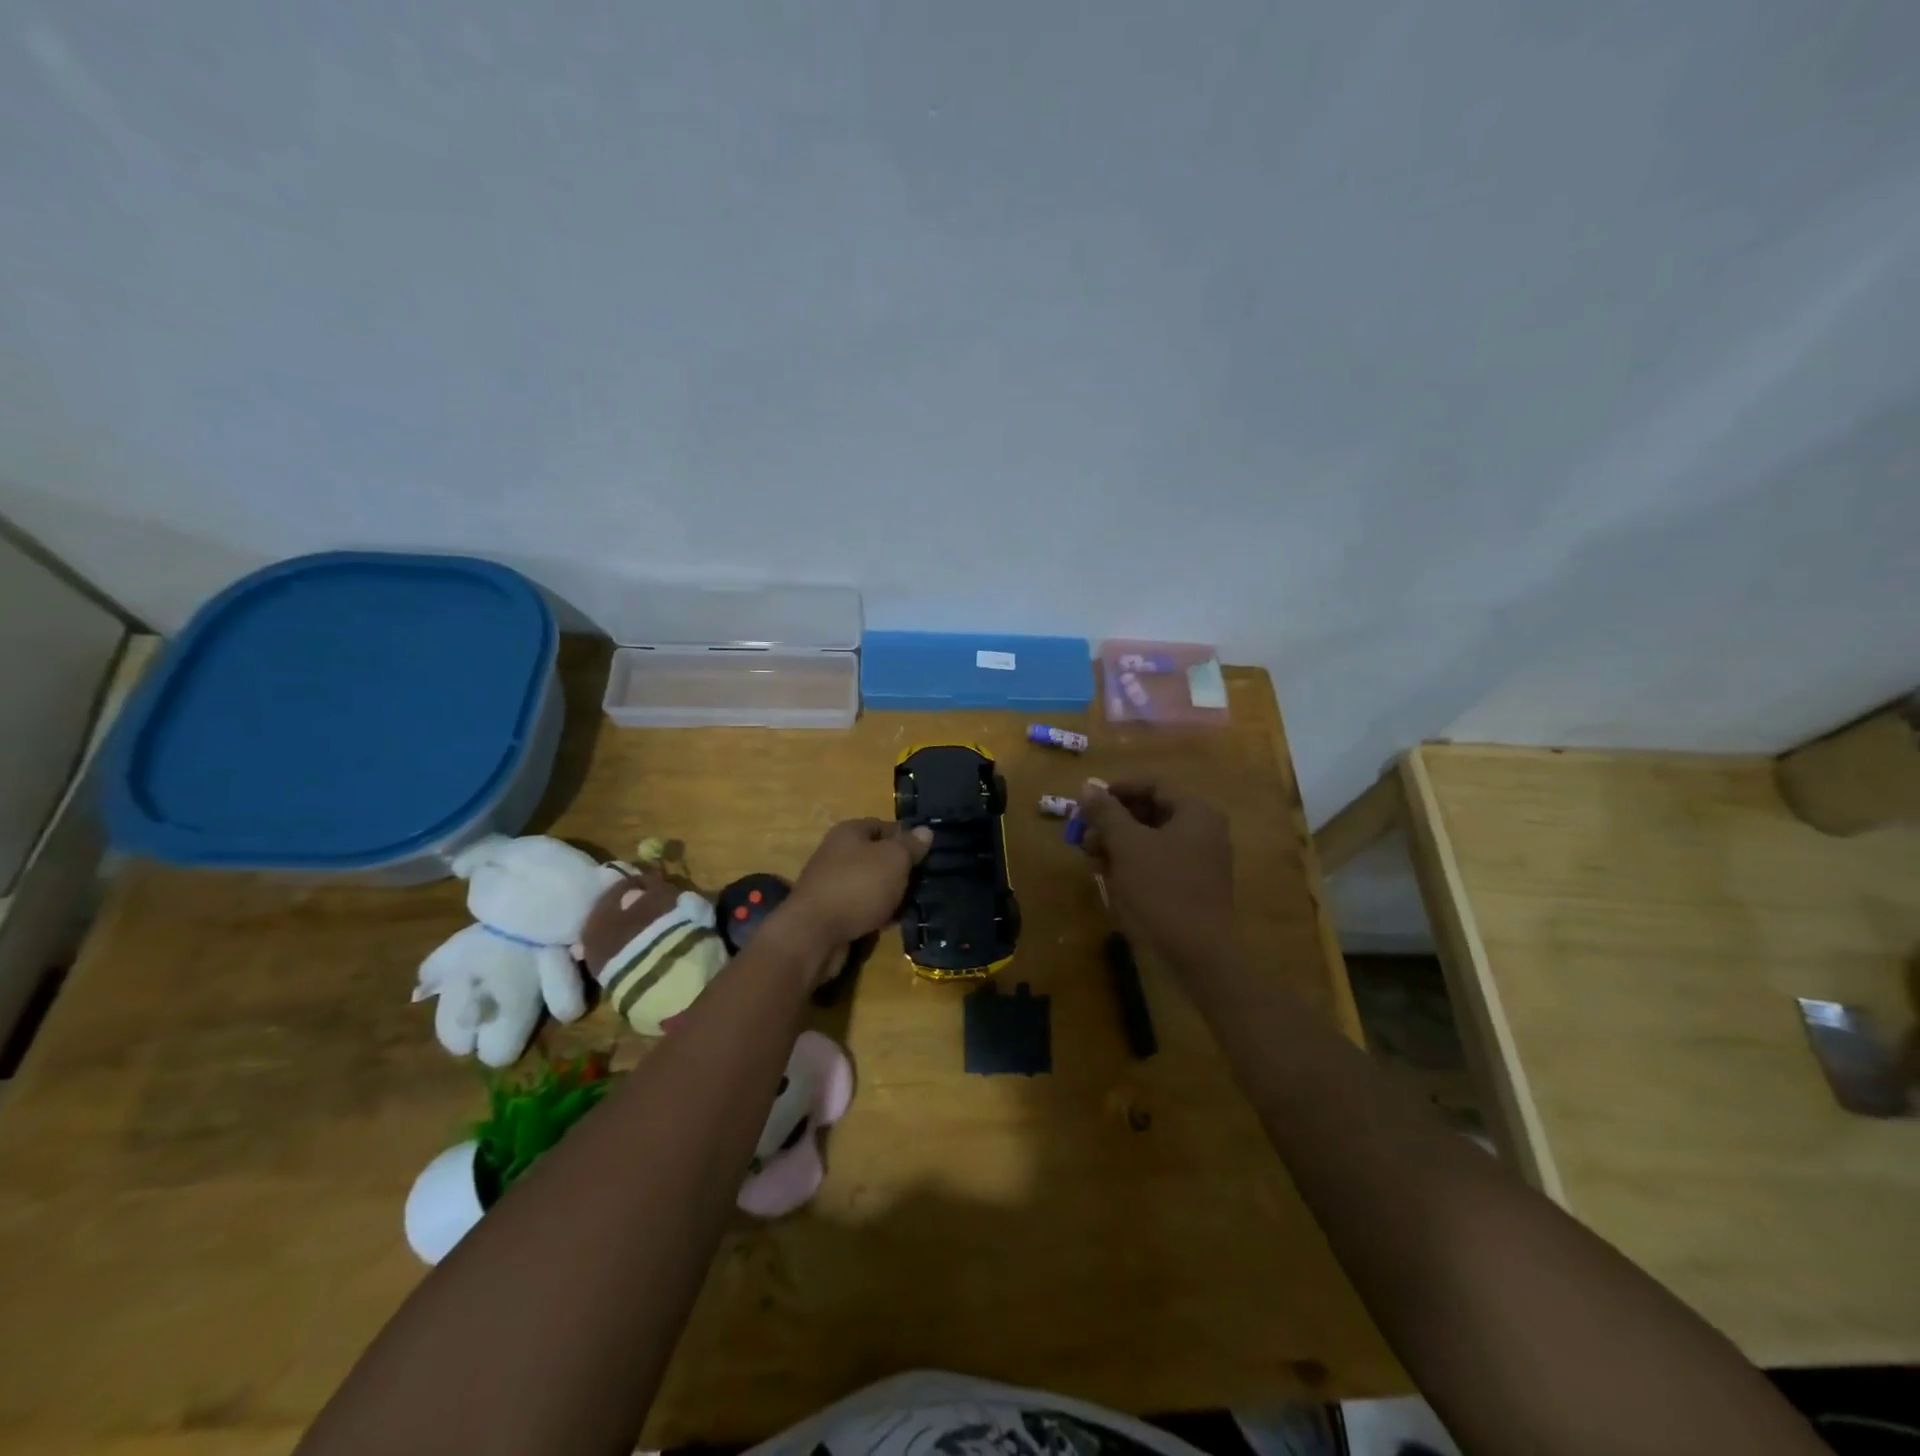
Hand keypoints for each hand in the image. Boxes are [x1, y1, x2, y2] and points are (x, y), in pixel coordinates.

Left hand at [781, 818, 933, 952]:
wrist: (814, 935)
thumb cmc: (858, 886)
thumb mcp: (893, 859)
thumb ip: (911, 845)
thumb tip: (925, 830)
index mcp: (849, 832)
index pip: (883, 825)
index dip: (906, 837)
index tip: (928, 854)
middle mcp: (837, 853)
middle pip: (878, 856)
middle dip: (901, 869)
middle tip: (925, 882)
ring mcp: (832, 884)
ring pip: (872, 884)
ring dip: (891, 894)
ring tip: (913, 904)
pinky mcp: (832, 912)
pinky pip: (862, 907)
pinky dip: (877, 913)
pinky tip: (892, 923)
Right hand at [1078, 779, 1233, 963]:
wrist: (1197, 952)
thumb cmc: (1161, 888)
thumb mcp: (1127, 845)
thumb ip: (1106, 812)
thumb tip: (1088, 786)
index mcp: (1196, 812)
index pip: (1152, 784)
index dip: (1116, 790)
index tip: (1087, 804)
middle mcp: (1204, 830)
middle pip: (1151, 811)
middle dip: (1113, 821)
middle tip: (1084, 834)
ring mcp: (1201, 860)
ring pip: (1152, 839)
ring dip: (1118, 844)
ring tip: (1091, 859)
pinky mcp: (1193, 885)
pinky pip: (1159, 862)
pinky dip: (1133, 863)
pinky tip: (1109, 875)